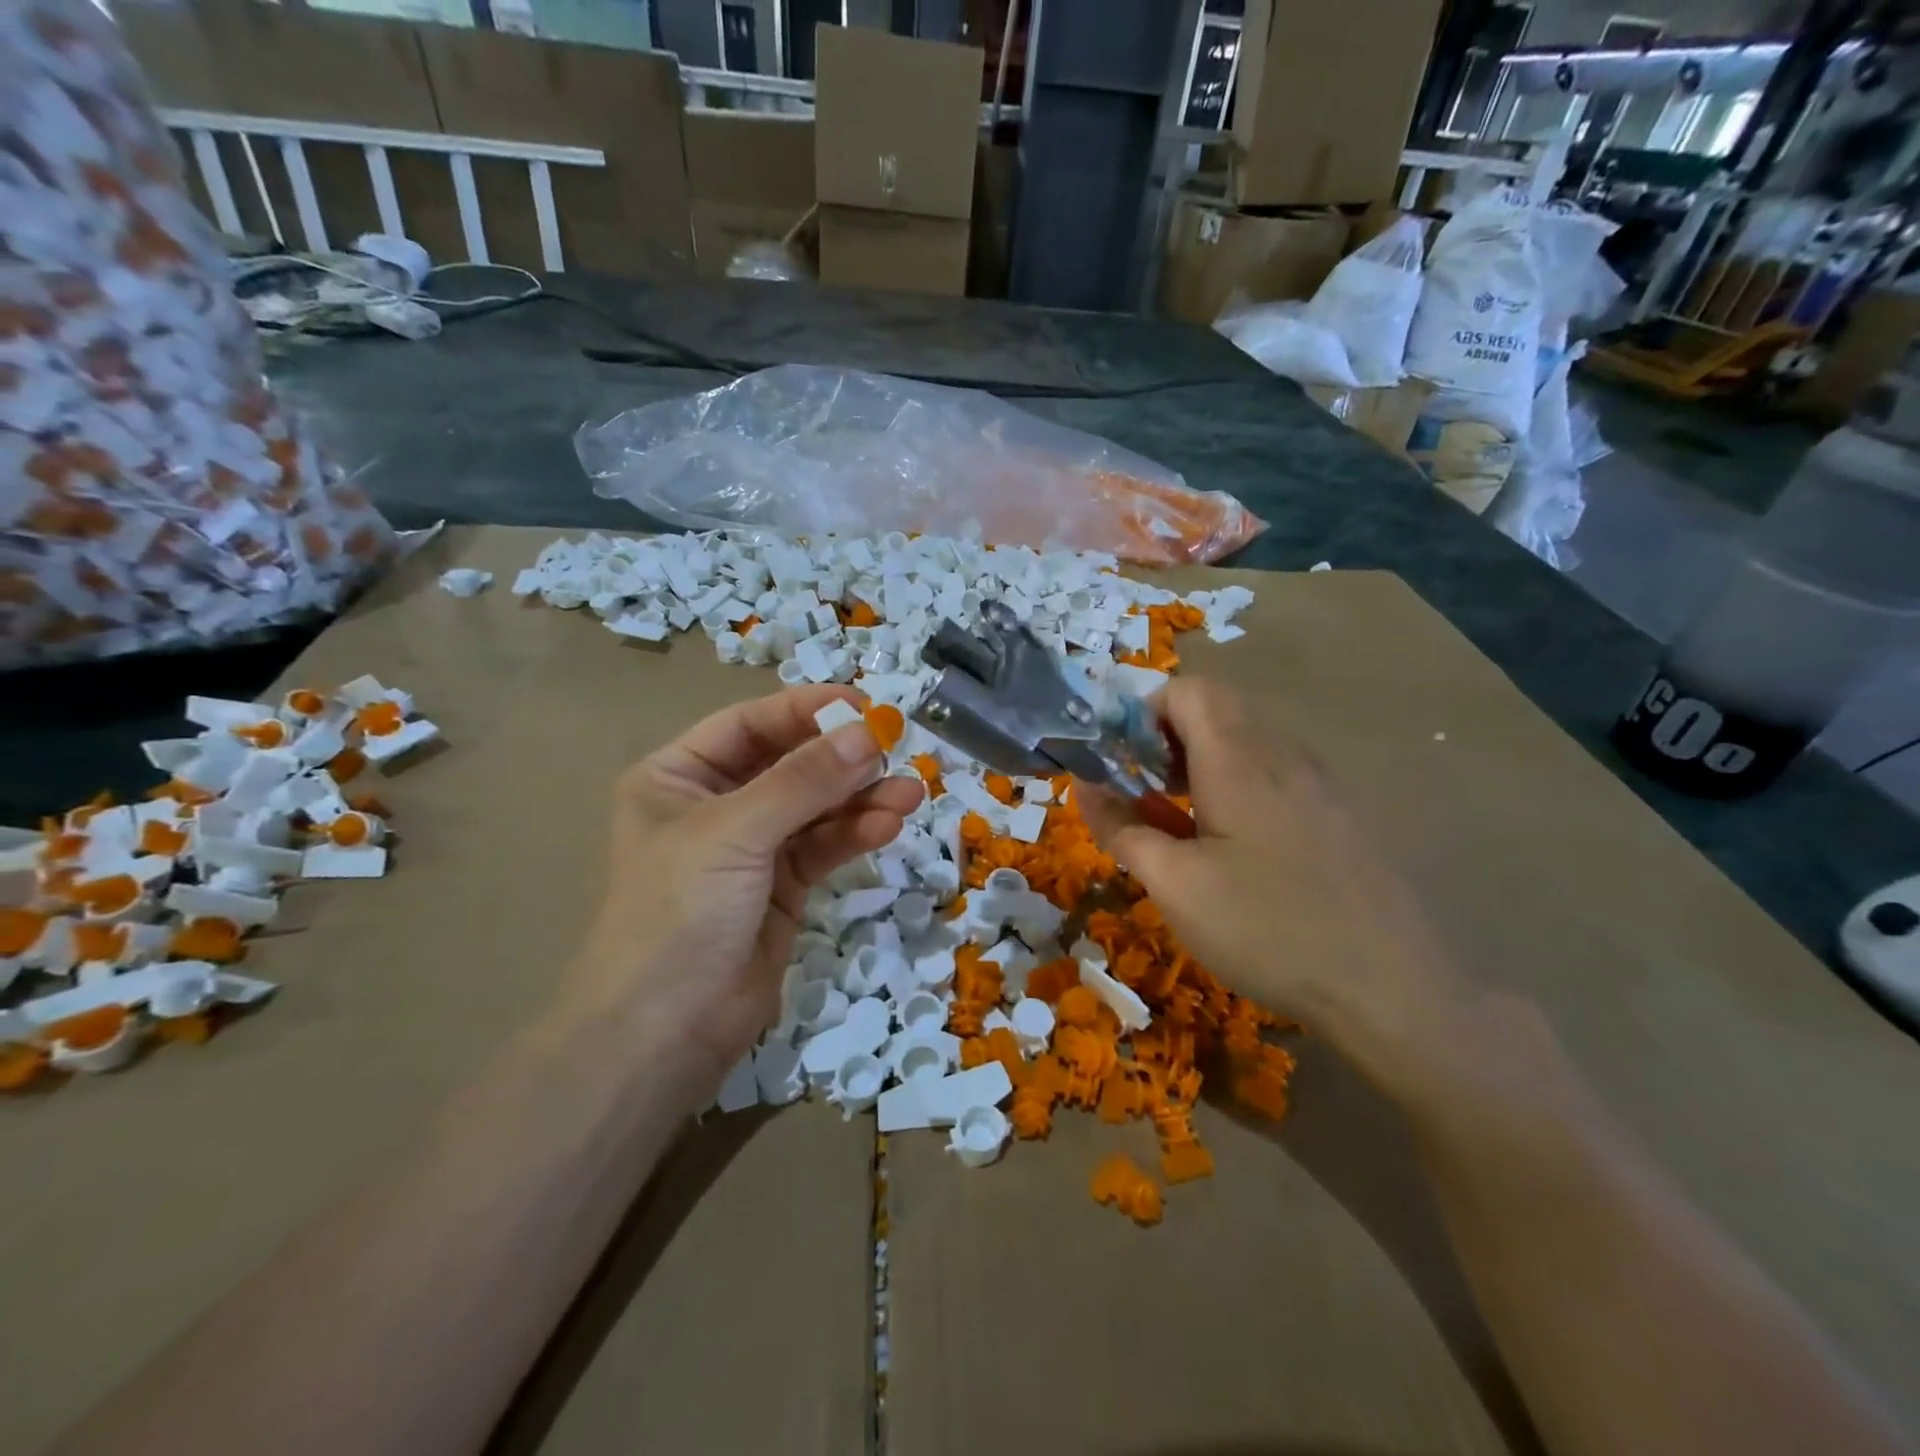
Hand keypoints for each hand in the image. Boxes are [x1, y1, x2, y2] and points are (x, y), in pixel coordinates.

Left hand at [565, 685, 923, 1093]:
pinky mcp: (782, 887)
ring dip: (861, 798)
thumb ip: (804, 781)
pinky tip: (889, 825)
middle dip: (841, 758)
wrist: (663, 1034)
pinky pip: (824, 846)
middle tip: (896, 748)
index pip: (750, 724)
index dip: (806, 710)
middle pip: (790, 763)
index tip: (864, 704)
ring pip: (816, 807)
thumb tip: (869, 732)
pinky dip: (856, 834)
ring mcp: (752, 848)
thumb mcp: (735, 832)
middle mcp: (716, 805)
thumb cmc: (677, 913)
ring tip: (909, 793)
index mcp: (679, 777)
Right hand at [1077, 679, 1461, 1072]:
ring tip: (1182, 827)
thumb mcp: (1174, 884)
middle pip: (1216, 711)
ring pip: (1246, 744)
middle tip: (1145, 796)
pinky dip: (1237, 789)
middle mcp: (1282, 754)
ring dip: (1201, 767)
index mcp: (1238, 758)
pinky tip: (1235, 852)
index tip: (1123, 765)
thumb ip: (1120, 826)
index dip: (1144, 713)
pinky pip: (1274, 775)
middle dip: (1167, 742)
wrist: (1392, 987)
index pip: (1187, 689)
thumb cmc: (1267, 928)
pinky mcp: (1338, 813)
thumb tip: (1084, 785)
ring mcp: (1318, 782)